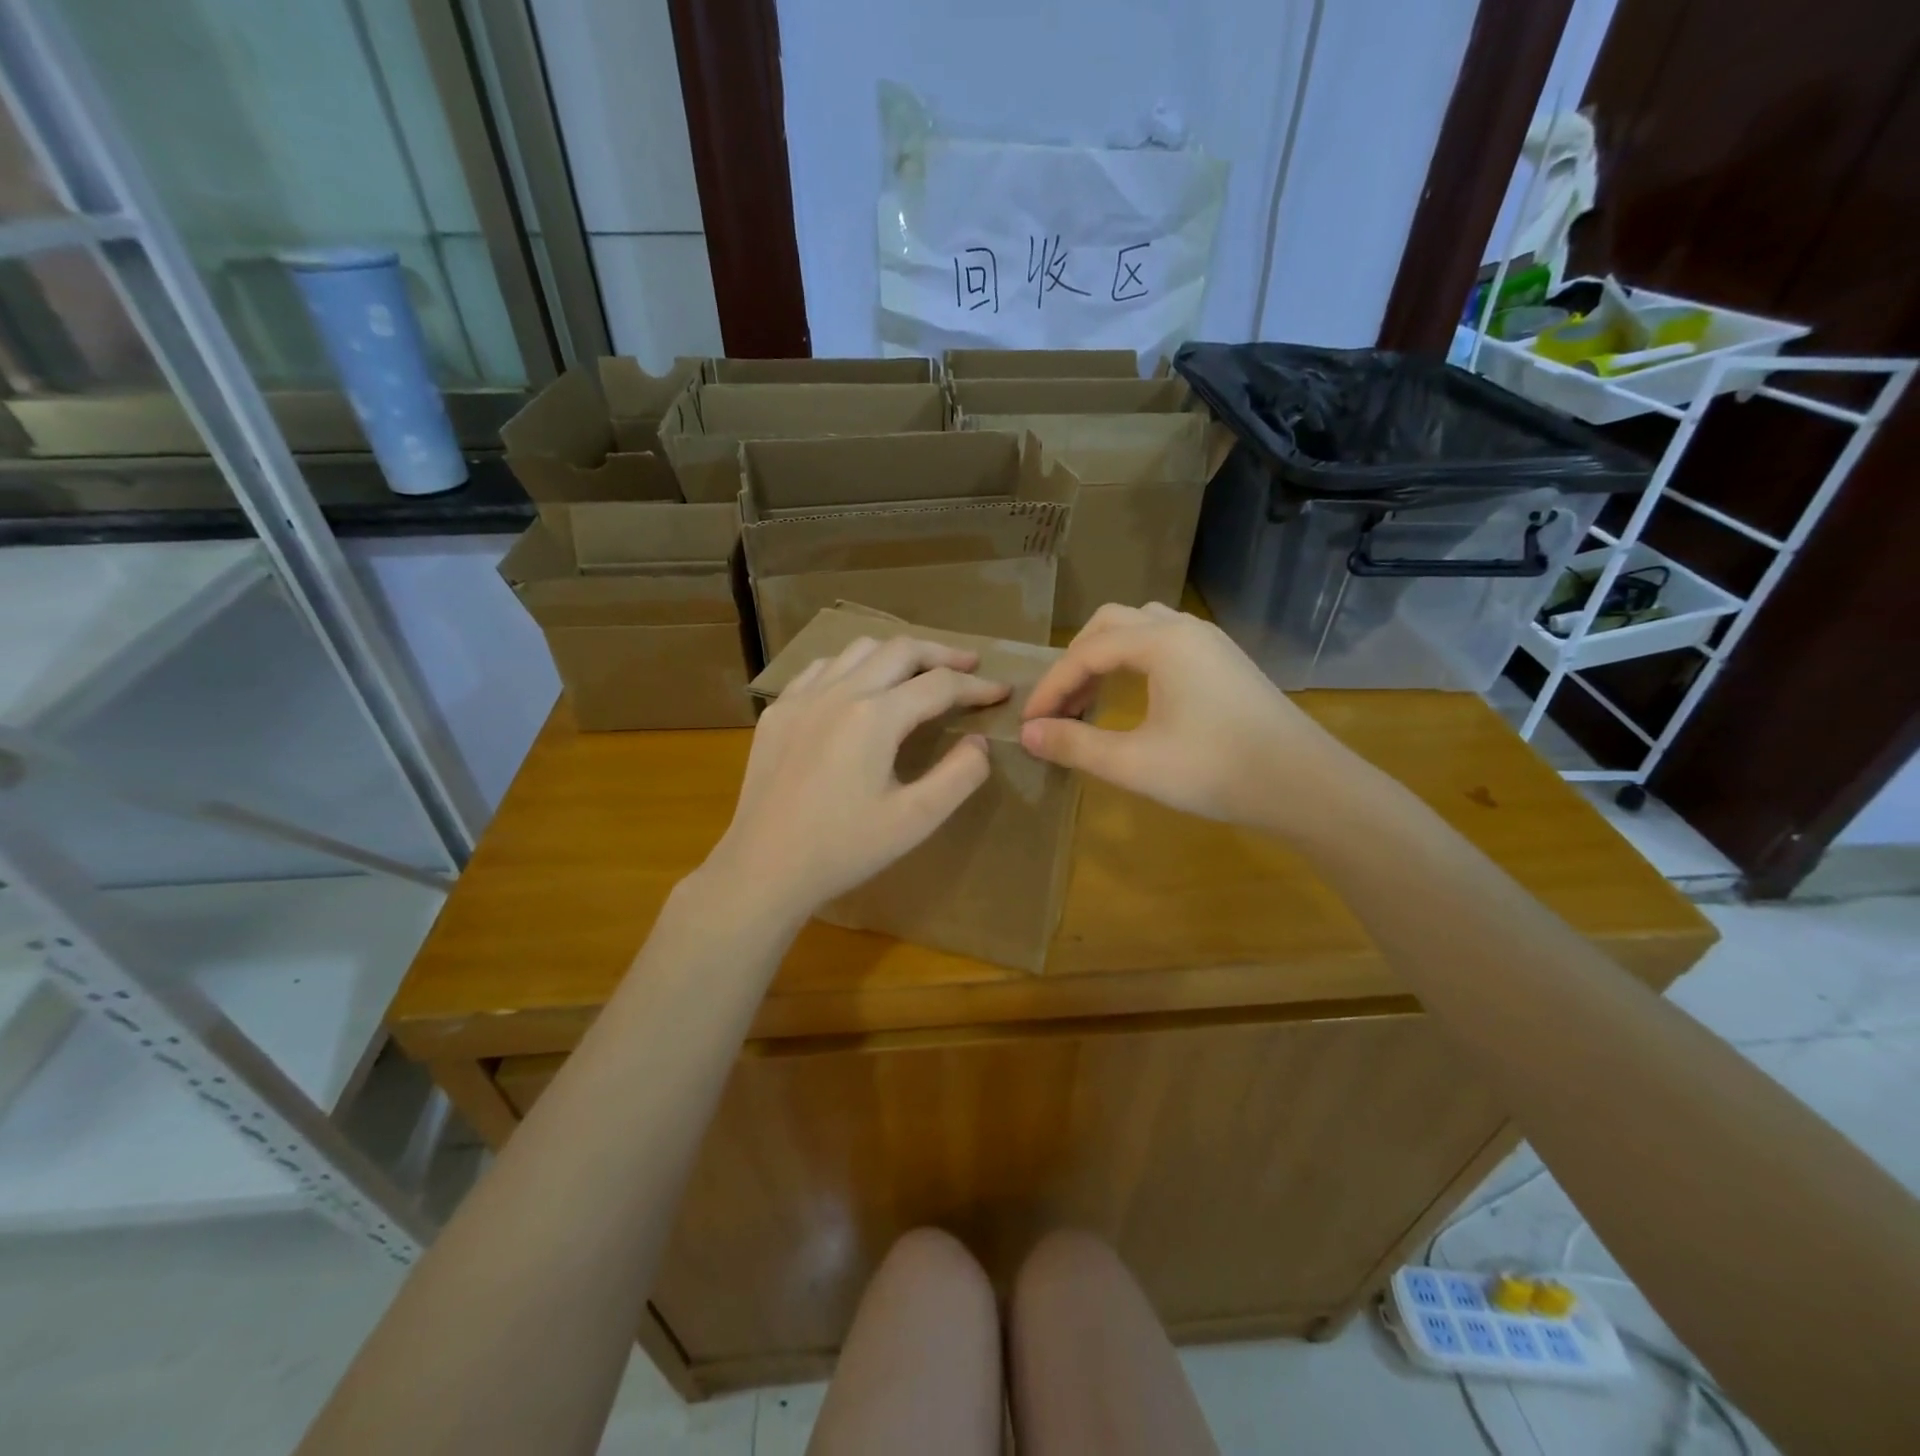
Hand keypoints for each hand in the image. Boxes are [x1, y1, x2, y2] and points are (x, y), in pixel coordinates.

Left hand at [703, 635, 1009, 923]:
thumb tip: (979, 743)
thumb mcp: (915, 820)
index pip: (939, 684)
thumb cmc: (844, 849)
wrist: (764, 868)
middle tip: (969, 665)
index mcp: (875, 716)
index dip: (977, 686)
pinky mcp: (777, 712)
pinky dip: (852, 665)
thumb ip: (960, 776)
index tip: (1002, 691)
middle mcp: (839, 692)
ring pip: (858, 649)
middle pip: (900, 650)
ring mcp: (802, 698)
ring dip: (896, 653)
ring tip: (918, 671)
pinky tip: (857, 686)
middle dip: (941, 653)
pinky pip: (821, 668)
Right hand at [1019, 603, 1352, 831]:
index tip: (1030, 723)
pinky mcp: (1226, 662)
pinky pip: (1166, 644)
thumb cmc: (1215, 770)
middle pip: (1112, 625)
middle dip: (1076, 661)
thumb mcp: (1134, 763)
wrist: (1305, 785)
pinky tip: (1133, 698)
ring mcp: (1211, 643)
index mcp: (1161, 642)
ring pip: (1142, 629)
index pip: (1087, 652)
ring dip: (1107, 656)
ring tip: (1090, 698)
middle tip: (1058, 705)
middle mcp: (1185, 629)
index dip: (1052, 686)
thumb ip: (1075, 745)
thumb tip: (1028, 734)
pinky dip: (1135, 662)